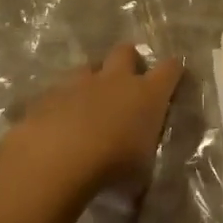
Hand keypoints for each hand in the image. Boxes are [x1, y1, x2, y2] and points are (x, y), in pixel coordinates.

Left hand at [5, 42, 183, 195]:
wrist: (57, 159)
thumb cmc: (113, 166)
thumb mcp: (141, 171)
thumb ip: (142, 159)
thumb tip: (140, 170)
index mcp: (147, 95)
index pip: (169, 69)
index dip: (173, 69)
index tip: (174, 74)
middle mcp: (115, 80)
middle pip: (125, 52)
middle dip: (128, 60)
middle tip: (127, 79)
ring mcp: (79, 84)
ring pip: (89, 68)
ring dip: (92, 80)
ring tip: (89, 102)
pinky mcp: (48, 95)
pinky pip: (59, 91)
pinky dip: (62, 102)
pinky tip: (58, 122)